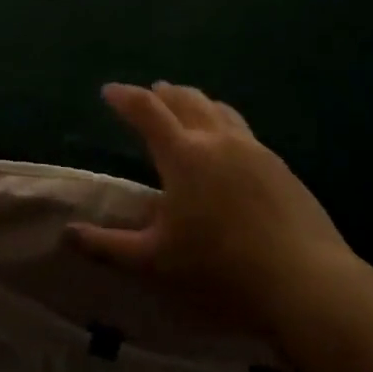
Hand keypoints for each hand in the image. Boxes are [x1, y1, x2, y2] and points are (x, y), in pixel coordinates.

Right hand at [68, 83, 358, 337]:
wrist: (305, 280)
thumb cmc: (220, 268)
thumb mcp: (154, 261)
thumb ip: (108, 246)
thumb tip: (67, 235)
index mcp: (184, 155)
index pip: (146, 110)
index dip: (124, 97)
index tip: (108, 91)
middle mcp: (218, 140)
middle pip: (186, 100)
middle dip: (163, 93)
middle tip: (150, 93)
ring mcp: (254, 149)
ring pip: (219, 109)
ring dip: (196, 101)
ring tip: (186, 105)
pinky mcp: (280, 165)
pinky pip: (243, 129)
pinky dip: (223, 122)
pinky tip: (227, 144)